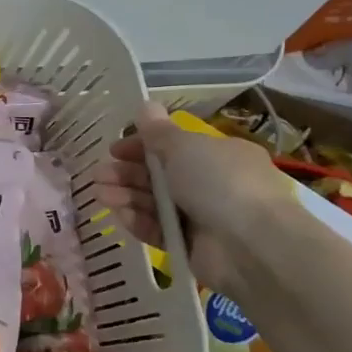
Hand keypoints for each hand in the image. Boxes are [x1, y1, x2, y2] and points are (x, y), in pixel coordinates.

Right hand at [93, 102, 291, 292]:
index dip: (141, 146)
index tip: (114, 150)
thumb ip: (158, 131)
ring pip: (154, 202)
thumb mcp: (184, 147)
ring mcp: (201, 216)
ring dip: (126, 195)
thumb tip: (145, 105)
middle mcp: (211, 184)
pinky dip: (137, 220)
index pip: (173, 147)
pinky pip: (158, 229)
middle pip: (159, 175)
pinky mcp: (190, 245)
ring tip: (99, 193)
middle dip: (127, 173)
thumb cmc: (219, 183)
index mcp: (218, 155)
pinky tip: (117, 213)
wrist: (252, 246)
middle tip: (99, 174)